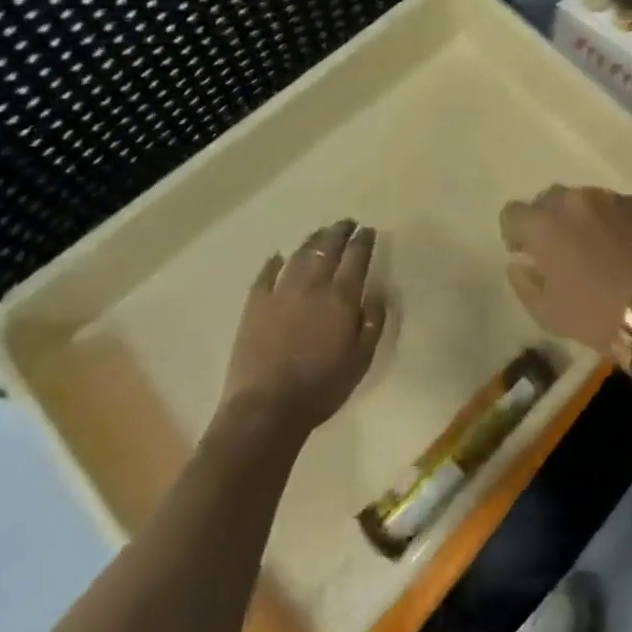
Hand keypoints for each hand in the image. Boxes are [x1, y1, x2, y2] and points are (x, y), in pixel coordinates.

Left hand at [219, 220, 386, 431]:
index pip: (356, 257)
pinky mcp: (255, 305)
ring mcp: (280, 292)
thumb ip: (373, 321)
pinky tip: (277, 257)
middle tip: (347, 223)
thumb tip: (377, 291)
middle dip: (339, 232)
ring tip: (320, 233)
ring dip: (312, 241)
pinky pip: (265, 275)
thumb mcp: (362, 359)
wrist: (267, 409)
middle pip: (327, 248)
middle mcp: (312, 285)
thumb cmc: (322, 387)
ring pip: (299, 255)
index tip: (368, 230)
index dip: (363, 241)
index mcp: (341, 297)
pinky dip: (273, 263)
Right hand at [500, 186, 631, 355]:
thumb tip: (520, 262)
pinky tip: (619, 244)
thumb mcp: (545, 311)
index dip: (515, 233)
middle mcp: (573, 200)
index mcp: (543, 224)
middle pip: (548, 200)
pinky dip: (608, 219)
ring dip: (579, 217)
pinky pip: (611, 205)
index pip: (513, 213)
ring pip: (581, 199)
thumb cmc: (594, 314)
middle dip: (547, 220)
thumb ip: (523, 280)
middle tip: (559, 249)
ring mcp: (608, 198)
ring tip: (593, 245)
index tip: (526, 252)